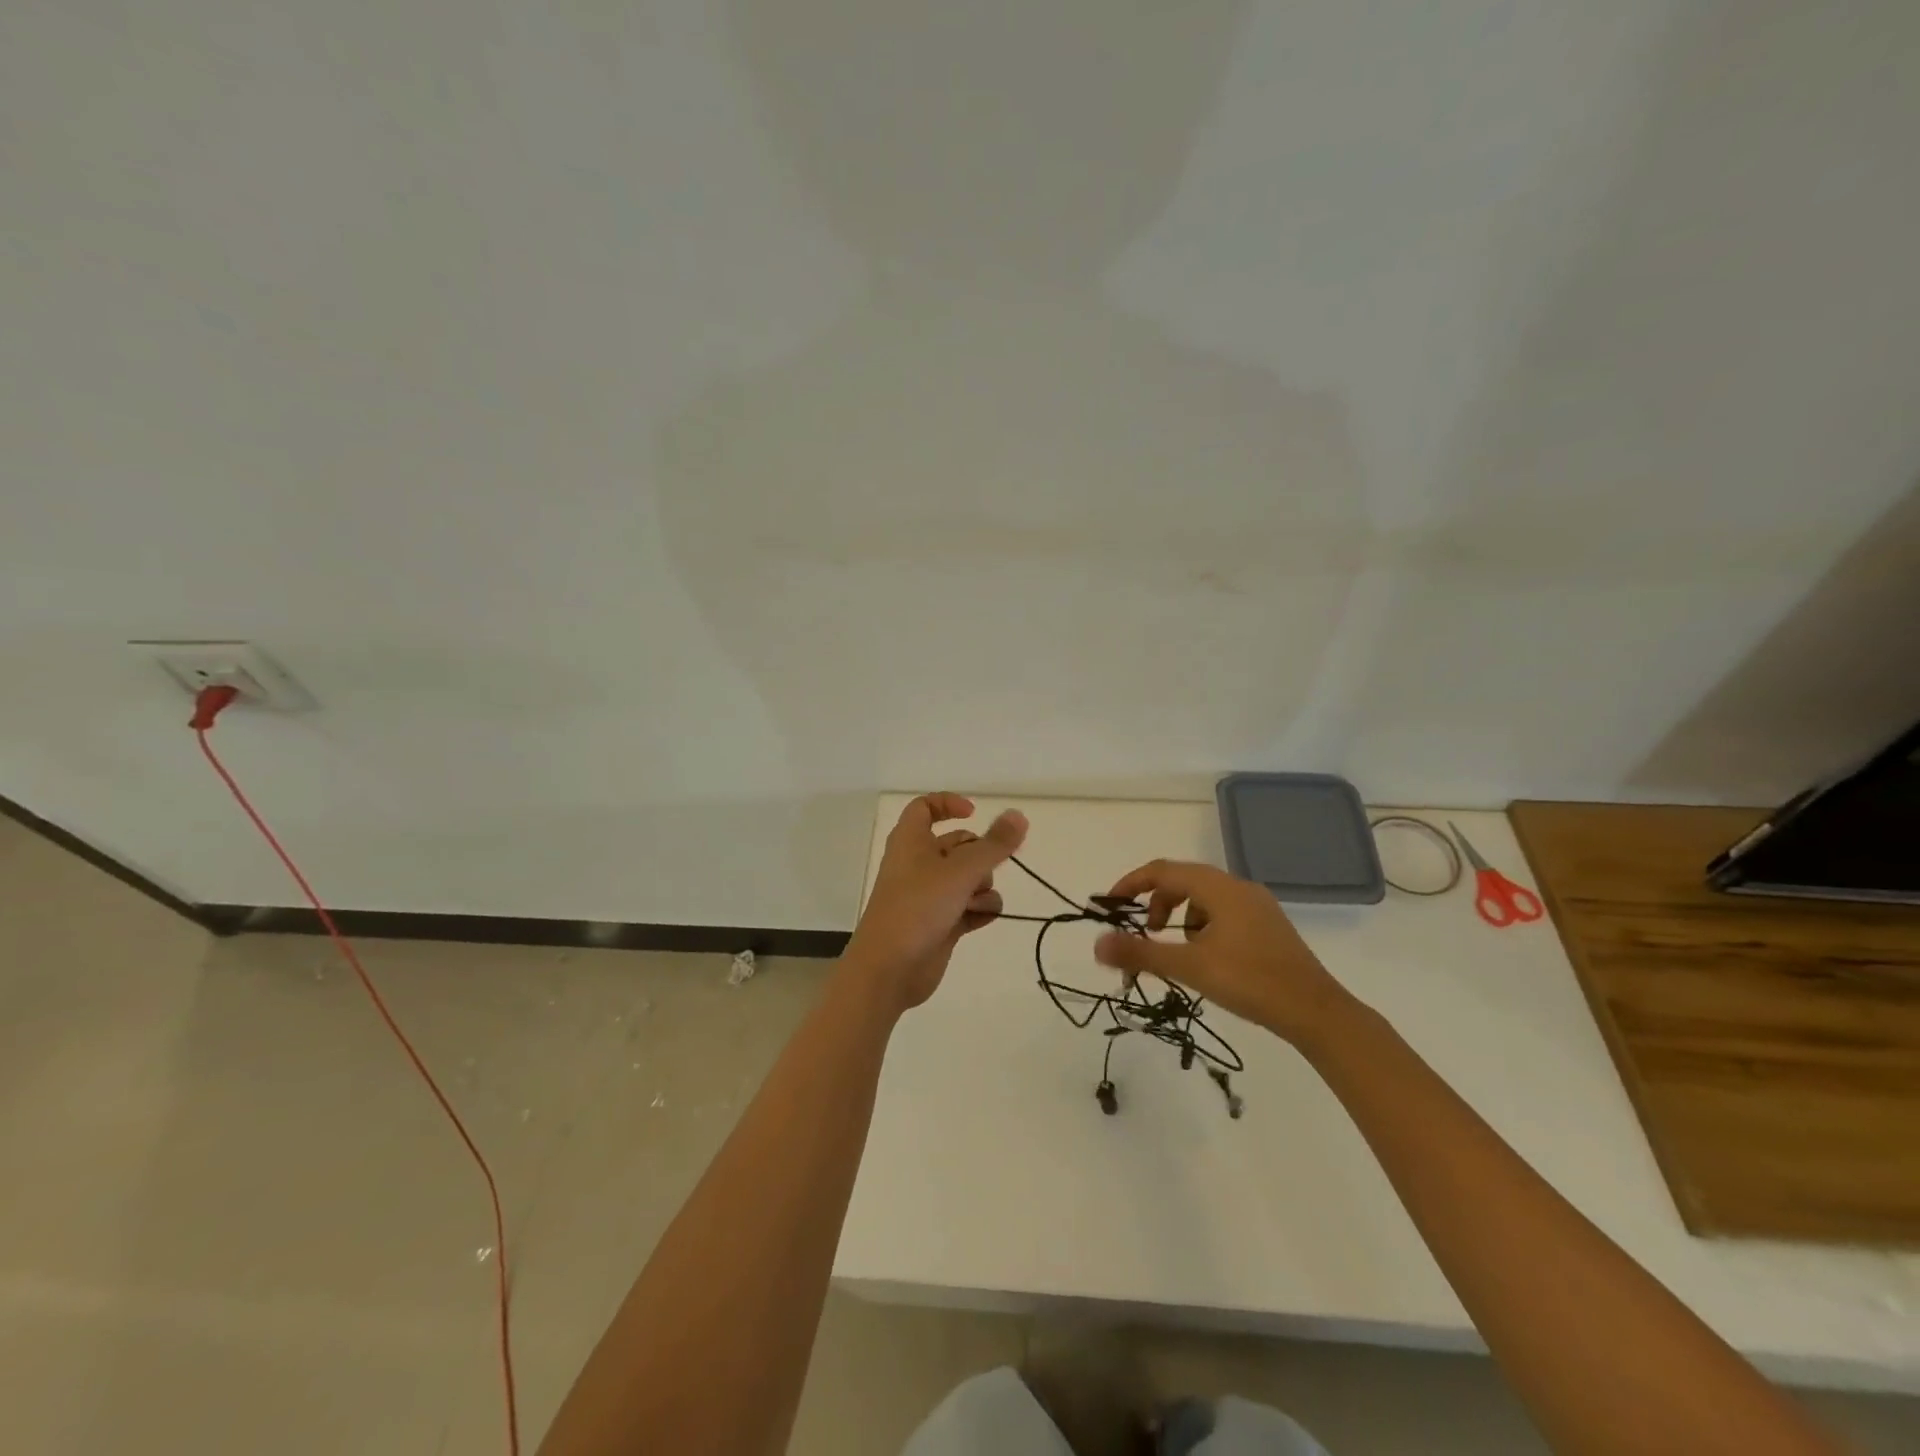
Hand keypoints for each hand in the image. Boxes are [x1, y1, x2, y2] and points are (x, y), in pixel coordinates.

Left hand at [845, 794, 1027, 1013]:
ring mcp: (929, 896)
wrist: (889, 969)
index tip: (975, 814)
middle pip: (958, 845)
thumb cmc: (918, 907)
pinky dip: (979, 911)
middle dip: (980, 856)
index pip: (925, 807)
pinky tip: (982, 918)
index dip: (949, 804)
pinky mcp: (940, 924)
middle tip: (988, 869)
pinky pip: (969, 908)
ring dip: (982, 888)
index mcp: (911, 841)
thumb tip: (1019, 816)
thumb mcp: (960, 870)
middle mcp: (918, 864)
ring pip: (968, 878)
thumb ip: (994, 845)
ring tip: (977, 902)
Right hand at [1092, 860, 1351, 1043]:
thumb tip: (1096, 945)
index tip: (1110, 906)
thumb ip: (1140, 953)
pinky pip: (1223, 913)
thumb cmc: (1251, 982)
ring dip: (1179, 917)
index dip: (1131, 884)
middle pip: (1183, 881)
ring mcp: (1257, 906)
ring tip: (1178, 952)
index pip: (1163, 870)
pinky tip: (1208, 959)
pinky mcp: (1267, 926)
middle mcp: (1238, 887)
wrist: (1317, 1012)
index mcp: (1219, 888)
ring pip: (1204, 899)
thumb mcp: (1190, 967)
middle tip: (1144, 934)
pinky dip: (1202, 926)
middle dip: (1155, 904)